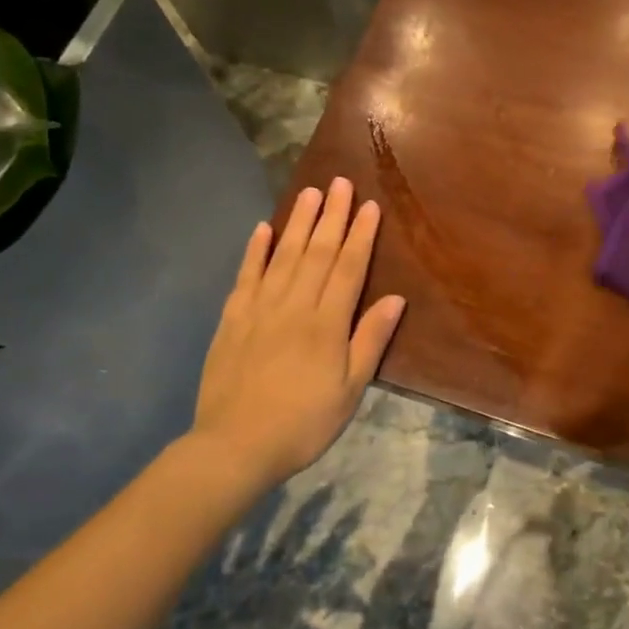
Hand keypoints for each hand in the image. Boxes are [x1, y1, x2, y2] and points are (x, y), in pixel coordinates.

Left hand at [193, 177, 405, 483]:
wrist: (235, 446)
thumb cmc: (304, 423)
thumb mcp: (350, 390)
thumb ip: (370, 340)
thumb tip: (396, 298)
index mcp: (326, 323)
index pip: (349, 268)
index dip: (360, 235)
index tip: (369, 206)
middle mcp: (294, 305)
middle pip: (317, 253)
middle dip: (332, 216)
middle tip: (340, 183)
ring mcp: (259, 309)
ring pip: (284, 256)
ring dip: (298, 223)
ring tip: (310, 193)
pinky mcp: (232, 319)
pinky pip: (246, 275)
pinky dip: (255, 250)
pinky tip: (263, 229)